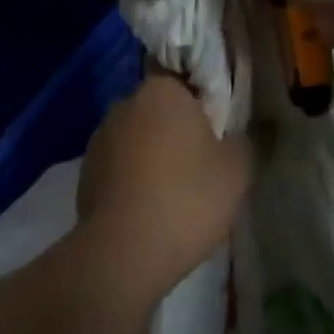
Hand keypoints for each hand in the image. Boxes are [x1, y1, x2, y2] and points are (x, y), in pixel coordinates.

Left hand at [73, 68, 251, 300]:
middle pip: (160, 110)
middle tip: (203, 165)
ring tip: (175, 194)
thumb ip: (248, 140)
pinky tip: (150, 211)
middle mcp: (124, 104)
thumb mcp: (238, 169)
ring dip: (153, 156)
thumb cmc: (188, 198)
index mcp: (161, 90)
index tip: (219, 131)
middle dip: (178, 130)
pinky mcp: (84, 174)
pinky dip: (133, 181)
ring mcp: (99, 139)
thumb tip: (249, 129)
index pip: (186, 79)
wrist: (123, 254)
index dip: (205, 103)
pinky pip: (119, 168)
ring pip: (138, 139)